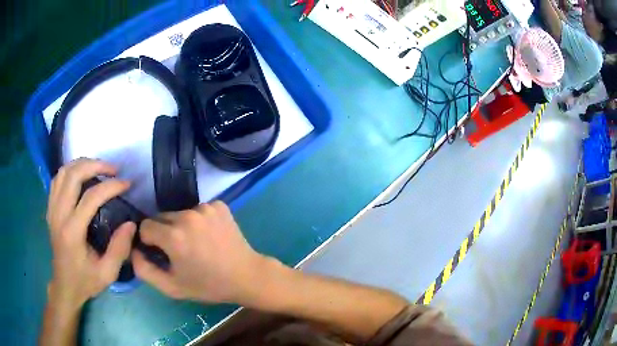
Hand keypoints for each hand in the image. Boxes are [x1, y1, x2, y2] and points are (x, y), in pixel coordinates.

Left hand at [46, 158, 135, 309]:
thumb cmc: (85, 281)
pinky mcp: (50, 208)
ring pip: (63, 172)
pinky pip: (57, 179)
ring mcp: (52, 209)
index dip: (110, 186)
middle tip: (113, 169)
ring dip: (82, 164)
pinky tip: (81, 175)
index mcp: (72, 231)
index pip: (90, 197)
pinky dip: (70, 170)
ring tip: (98, 167)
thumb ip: (119, 249)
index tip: (126, 183)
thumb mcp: (107, 273)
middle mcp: (59, 215)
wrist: (64, 286)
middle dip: (95, 165)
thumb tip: (130, 224)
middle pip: (73, 175)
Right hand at [133, 201, 269, 304]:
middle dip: (164, 233)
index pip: (145, 227)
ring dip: (181, 226)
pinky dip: (199, 221)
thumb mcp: (172, 287)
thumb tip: (132, 250)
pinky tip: (209, 236)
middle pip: (161, 218)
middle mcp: (187, 215)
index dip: (149, 241)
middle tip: (180, 251)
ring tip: (196, 244)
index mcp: (174, 236)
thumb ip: (144, 270)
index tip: (161, 253)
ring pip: (179, 214)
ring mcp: (205, 207)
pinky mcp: (219, 205)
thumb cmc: (208, 286)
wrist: (246, 276)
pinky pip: (198, 210)